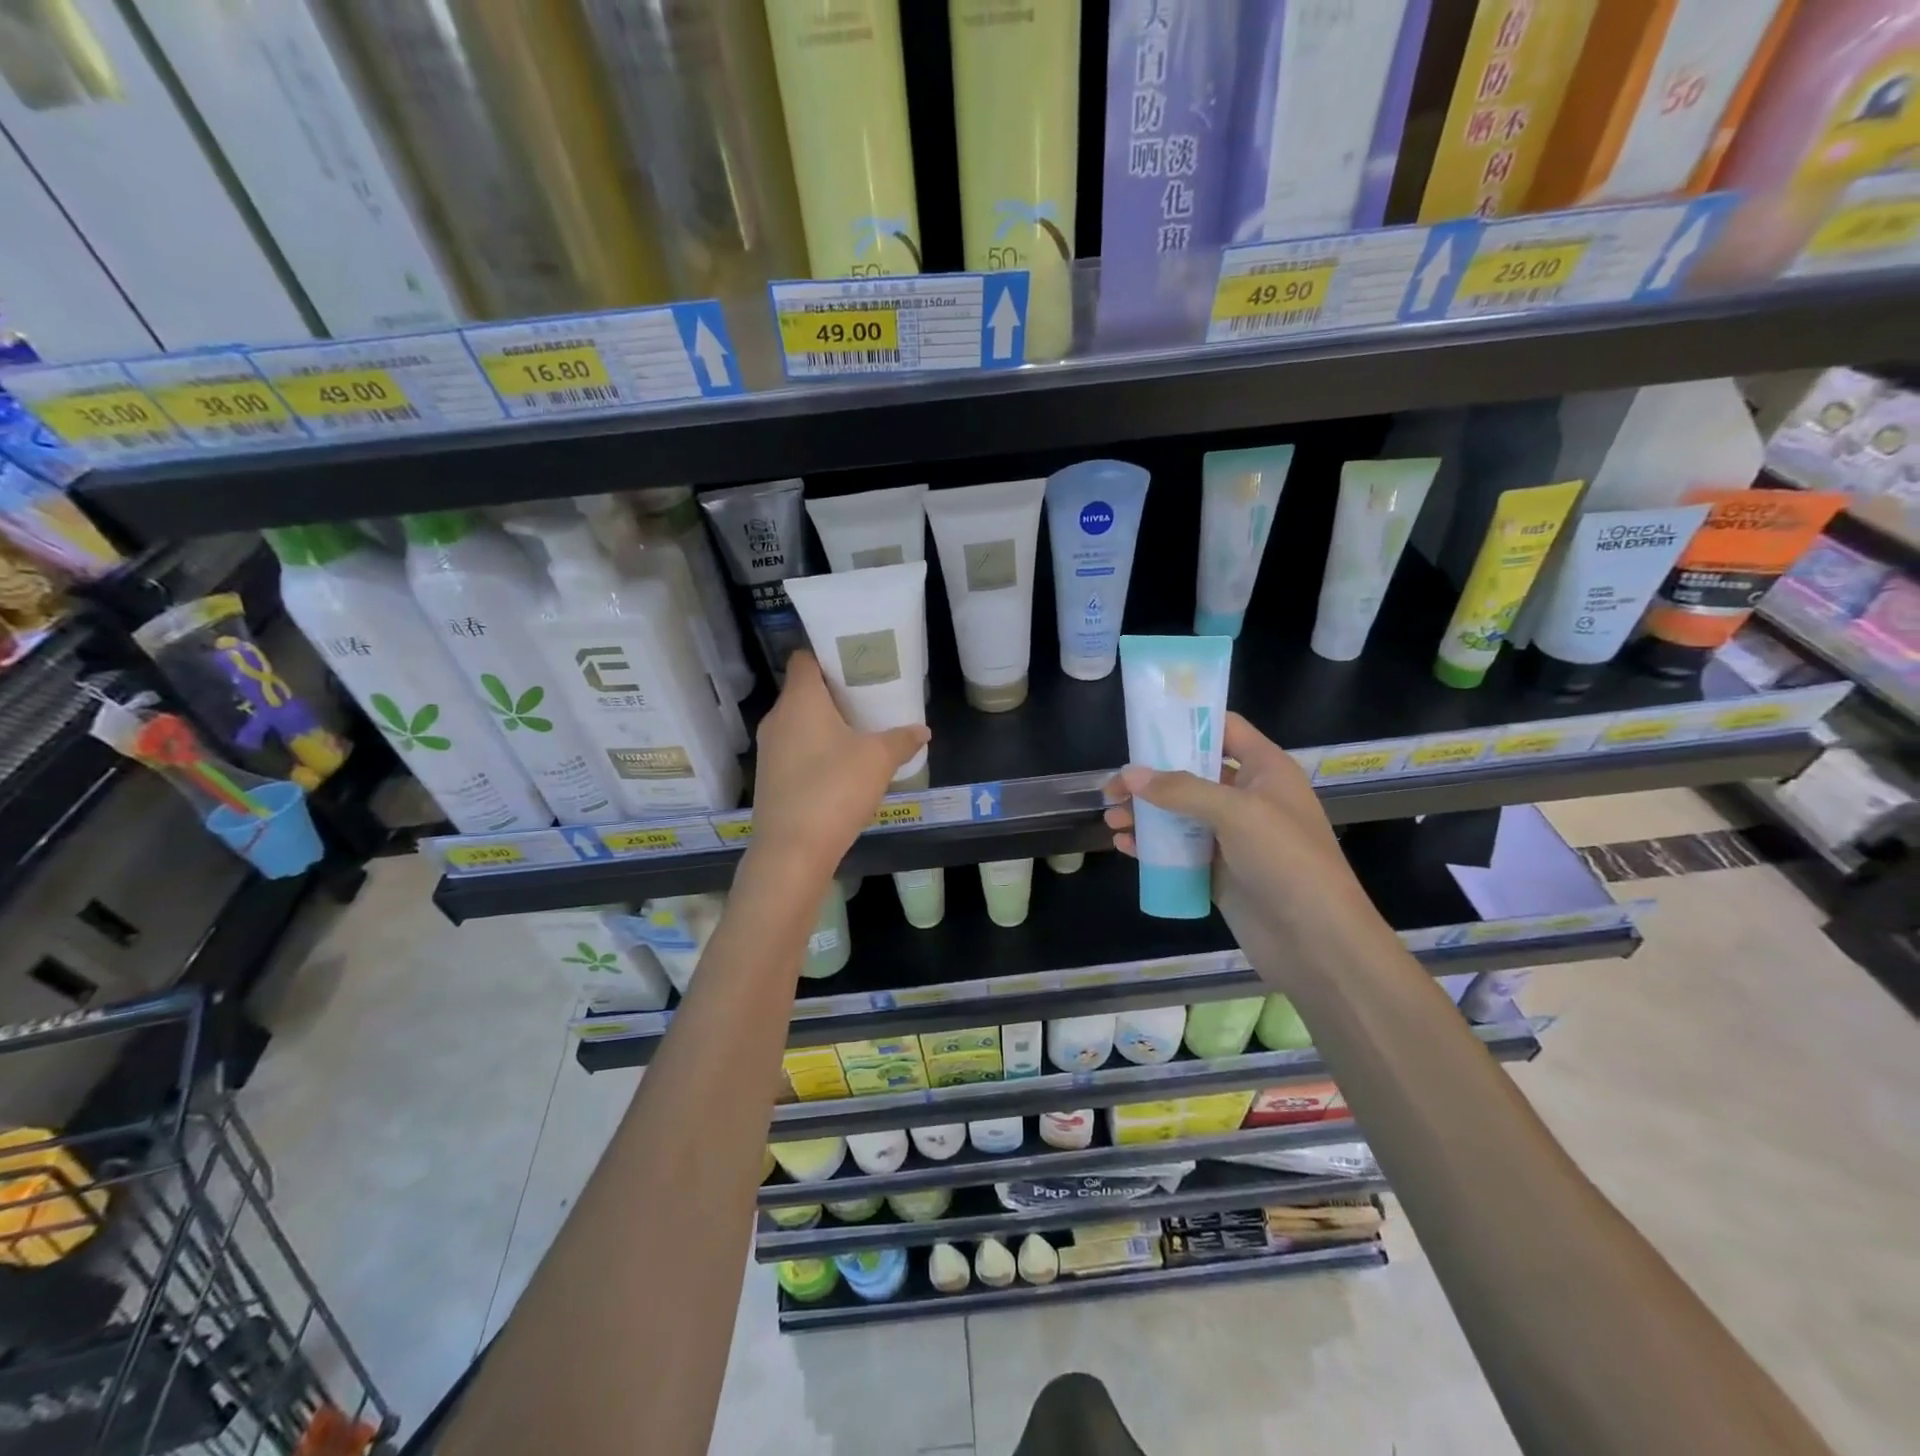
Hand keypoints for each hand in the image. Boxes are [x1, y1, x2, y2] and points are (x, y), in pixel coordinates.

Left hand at [750, 652, 929, 863]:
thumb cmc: (834, 789)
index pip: (805, 658)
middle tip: (868, 697)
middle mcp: (777, 718)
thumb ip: (902, 740)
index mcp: (800, 700)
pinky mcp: (769, 778)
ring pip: (799, 723)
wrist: (792, 851)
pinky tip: (841, 768)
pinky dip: (815, 751)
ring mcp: (769, 750)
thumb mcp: (878, 760)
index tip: (855, 661)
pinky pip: (795, 751)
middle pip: (804, 691)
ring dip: (825, 725)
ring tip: (859, 732)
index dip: (828, 655)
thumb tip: (921, 730)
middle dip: (834, 693)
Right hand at [1102, 713, 1392, 977]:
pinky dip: (1153, 846)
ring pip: (1181, 814)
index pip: (1224, 729)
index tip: (1142, 729)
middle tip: (1112, 788)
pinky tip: (1125, 846)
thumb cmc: (1286, 860)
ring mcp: (1234, 837)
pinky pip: (1180, 850)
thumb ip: (1180, 790)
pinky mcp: (1220, 871)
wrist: (1317, 941)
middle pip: (1192, 773)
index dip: (1186, 723)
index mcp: (1265, 769)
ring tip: (1111, 820)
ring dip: (1146, 814)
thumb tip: (1129, 774)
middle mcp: (1249, 797)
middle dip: (1151, 777)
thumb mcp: (1236, 813)